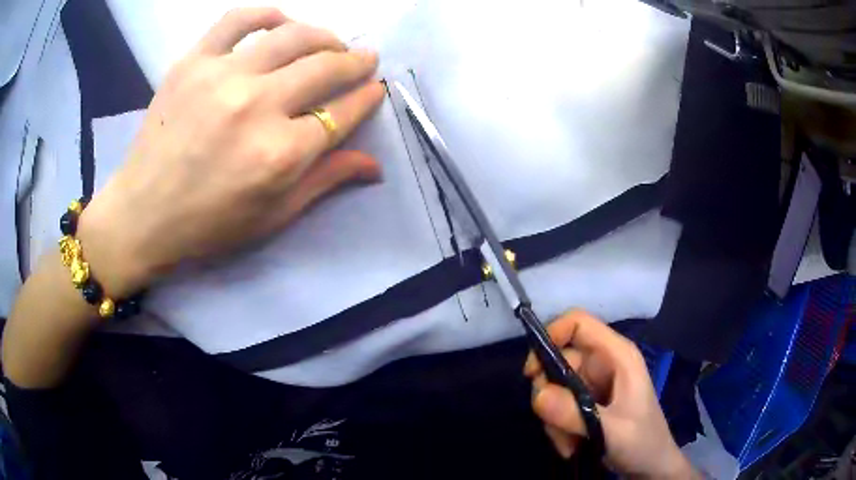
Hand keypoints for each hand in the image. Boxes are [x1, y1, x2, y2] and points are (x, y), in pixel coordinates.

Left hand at [77, 8, 383, 296]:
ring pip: (291, 36)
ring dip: (323, 36)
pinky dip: (266, 14)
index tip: (376, 88)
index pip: (343, 113)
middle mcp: (256, 106)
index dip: (367, 97)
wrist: (142, 214)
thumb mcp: (273, 216)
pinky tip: (280, 22)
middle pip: (325, 67)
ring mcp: (221, 77)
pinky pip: (237, 20)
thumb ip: (325, 181)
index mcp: (279, 154)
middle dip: (356, 61)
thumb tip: (375, 164)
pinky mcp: (192, 63)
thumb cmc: (208, 225)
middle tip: (364, 59)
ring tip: (330, 42)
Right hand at [524, 311, 696, 478]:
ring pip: (555, 388)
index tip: (532, 372)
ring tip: (568, 444)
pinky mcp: (587, 403)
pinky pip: (558, 406)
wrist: (651, 466)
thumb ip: (575, 414)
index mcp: (617, 356)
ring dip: (553, 418)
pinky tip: (570, 446)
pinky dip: (557, 427)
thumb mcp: (611, 430)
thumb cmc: (642, 442)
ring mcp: (594, 384)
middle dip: (549, 394)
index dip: (551, 336)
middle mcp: (604, 363)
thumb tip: (537, 395)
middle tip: (553, 423)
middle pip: (559, 360)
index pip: (578, 323)